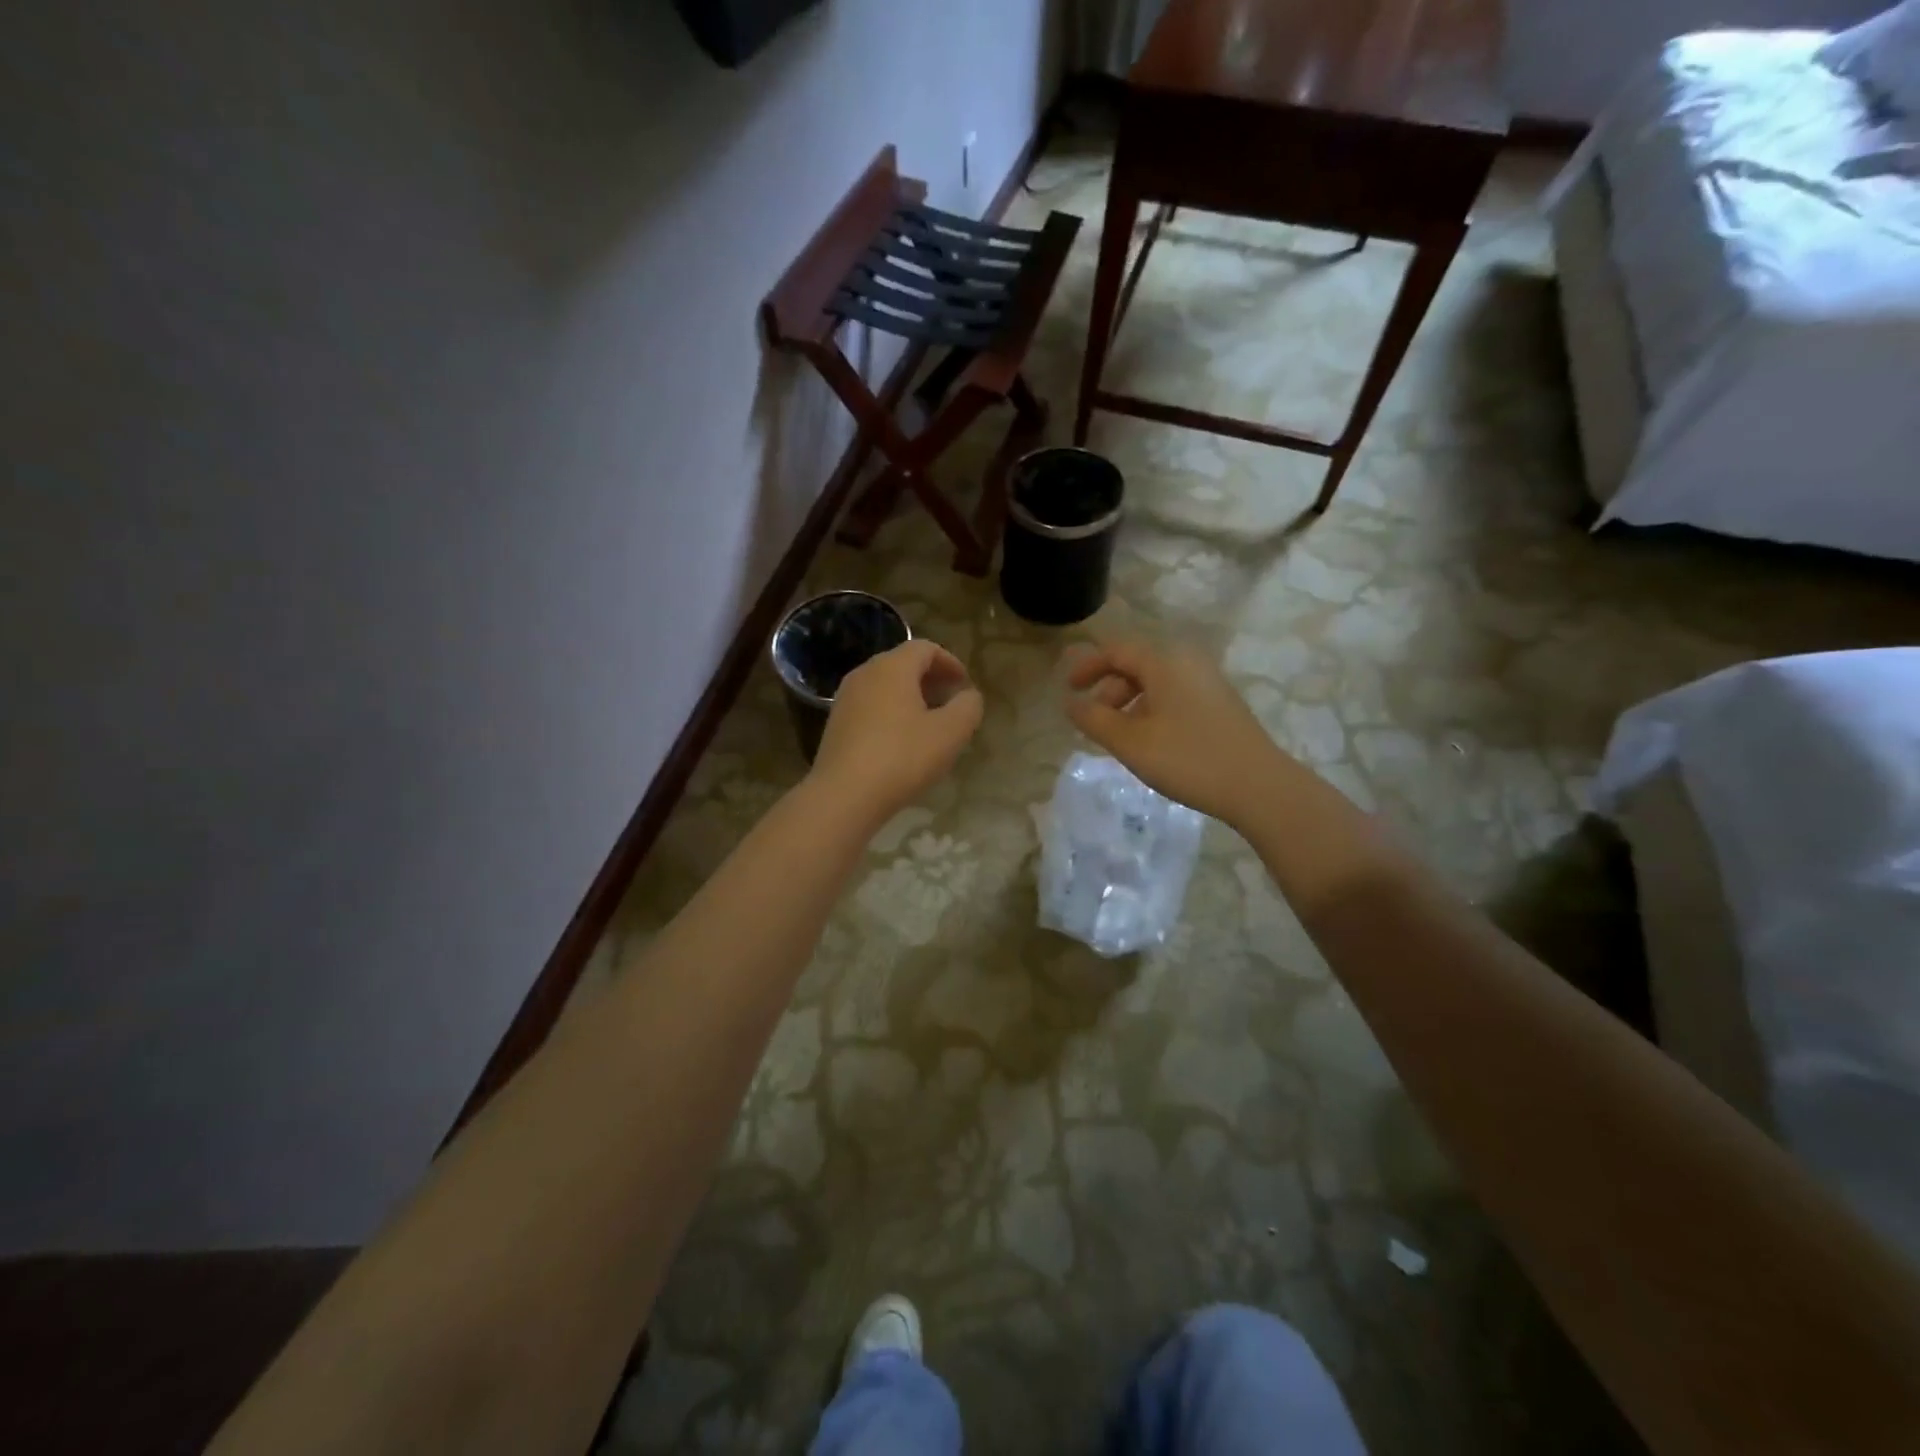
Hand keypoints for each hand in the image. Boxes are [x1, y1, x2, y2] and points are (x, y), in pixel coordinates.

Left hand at [809, 639, 983, 823]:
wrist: (844, 796)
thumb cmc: (902, 757)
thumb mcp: (950, 733)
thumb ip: (968, 707)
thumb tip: (968, 696)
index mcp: (892, 667)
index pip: (925, 648)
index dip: (950, 662)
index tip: (964, 684)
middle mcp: (864, 674)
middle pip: (902, 664)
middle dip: (930, 679)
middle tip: (950, 702)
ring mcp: (845, 699)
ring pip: (884, 686)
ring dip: (910, 697)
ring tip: (929, 723)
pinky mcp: (835, 724)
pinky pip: (870, 707)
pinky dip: (891, 713)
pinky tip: (902, 741)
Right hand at [1064, 637, 1300, 827]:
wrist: (1258, 786)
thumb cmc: (1187, 759)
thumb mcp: (1130, 742)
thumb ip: (1093, 719)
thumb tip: (1070, 702)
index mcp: (1164, 662)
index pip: (1116, 650)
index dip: (1087, 667)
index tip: (1068, 690)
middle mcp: (1187, 661)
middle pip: (1136, 664)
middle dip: (1109, 689)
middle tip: (1095, 722)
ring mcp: (1208, 681)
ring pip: (1156, 682)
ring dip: (1130, 703)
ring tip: (1120, 738)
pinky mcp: (1221, 702)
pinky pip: (1174, 694)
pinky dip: (1152, 709)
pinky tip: (1151, 741)